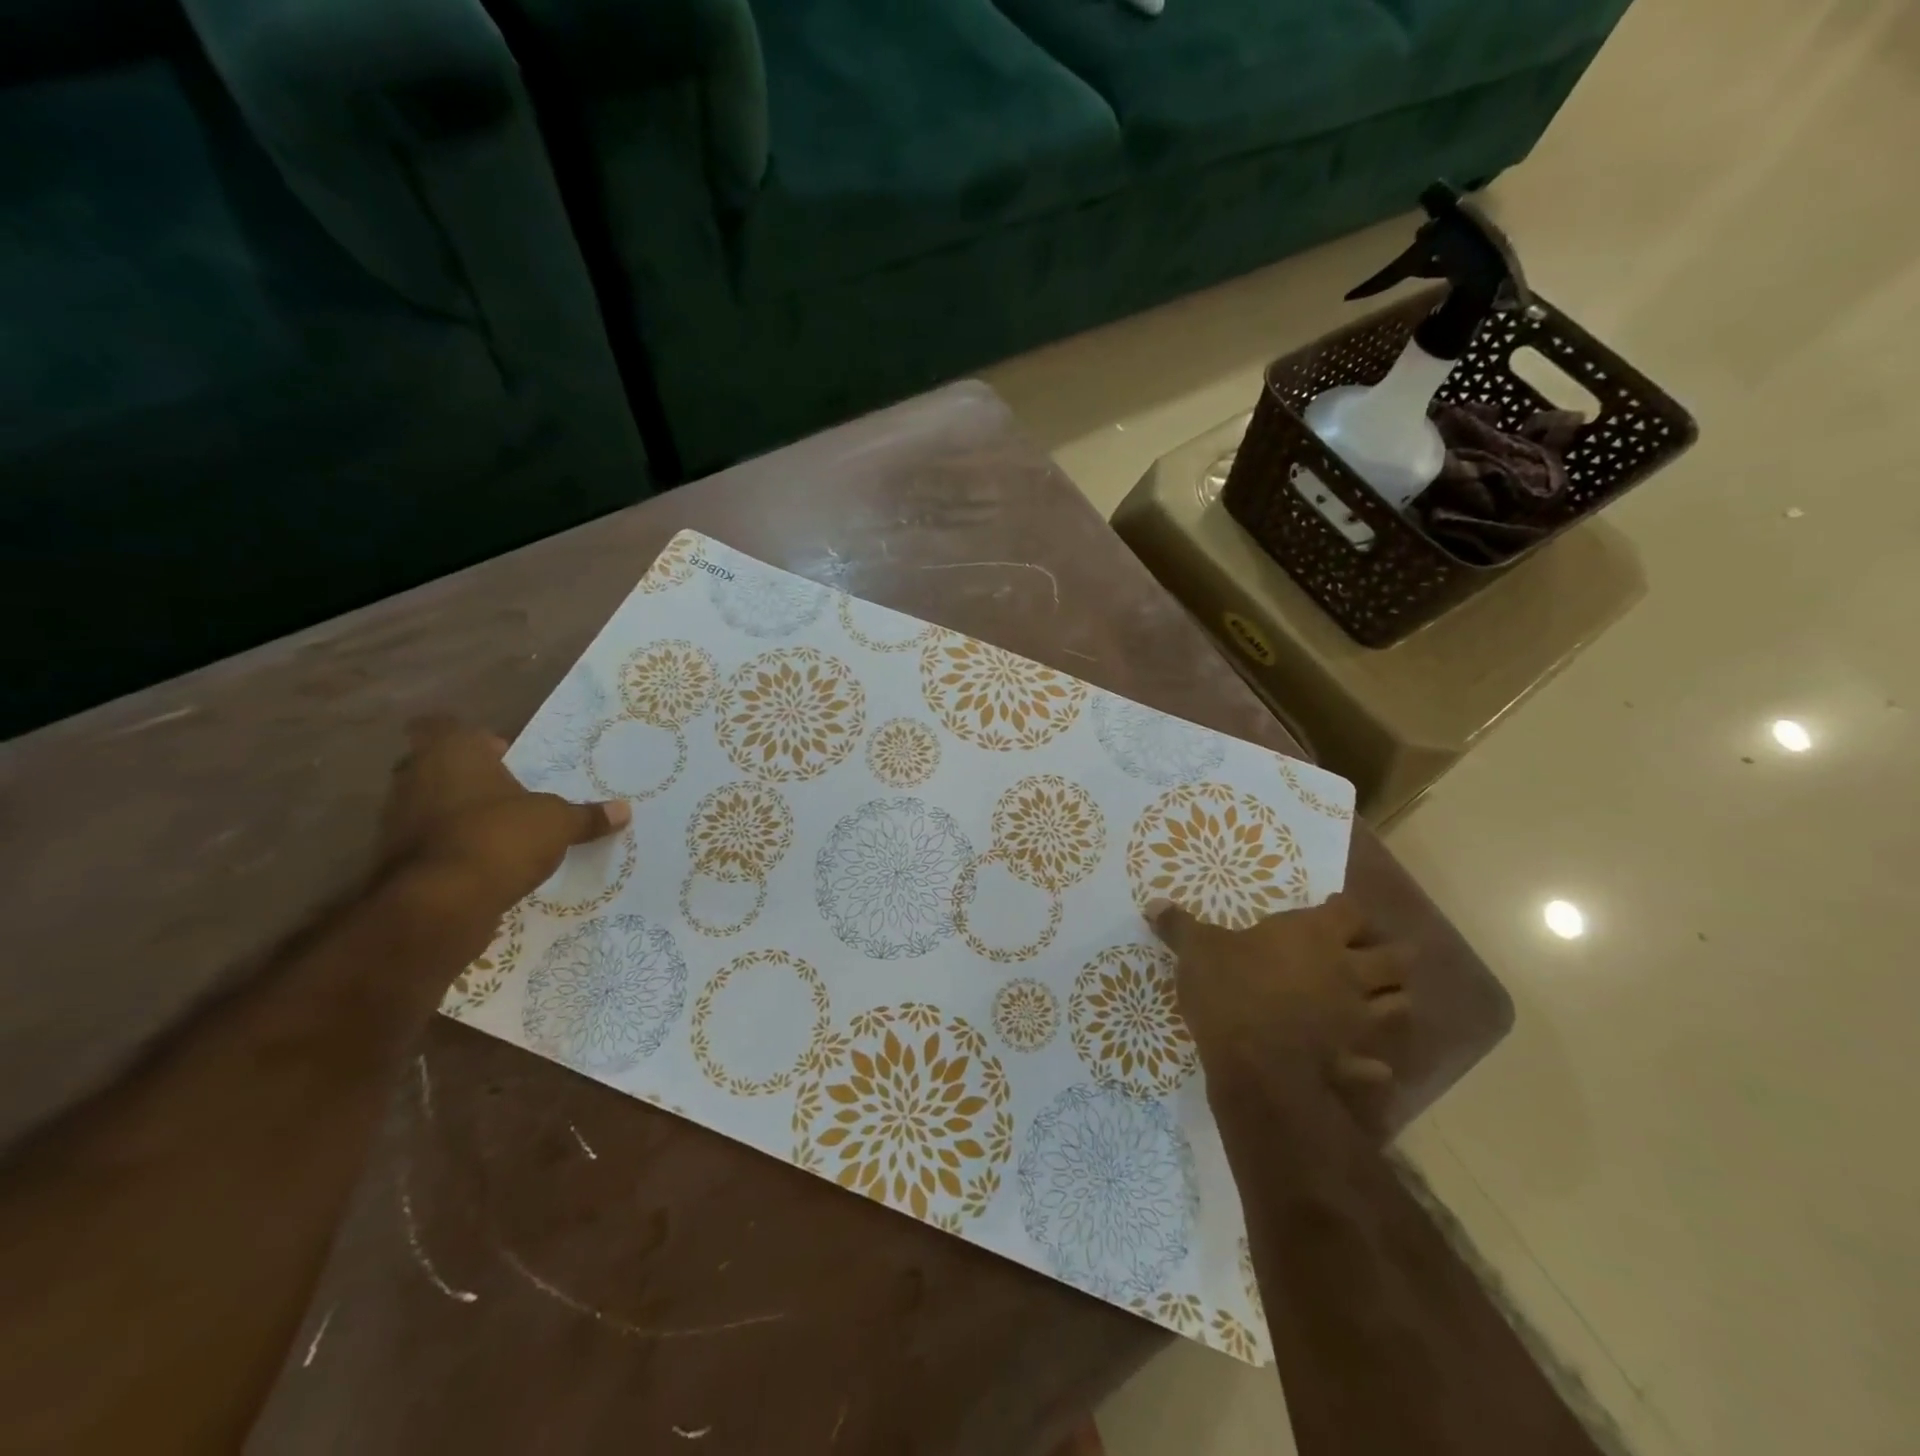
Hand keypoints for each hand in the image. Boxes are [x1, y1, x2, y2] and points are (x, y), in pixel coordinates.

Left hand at [378, 716, 630, 918]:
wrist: (441, 904)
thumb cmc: (501, 838)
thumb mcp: (558, 824)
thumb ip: (587, 816)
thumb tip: (623, 810)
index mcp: (452, 752)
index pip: (448, 726)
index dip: (476, 741)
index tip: (503, 755)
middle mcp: (415, 776)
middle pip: (439, 766)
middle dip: (470, 777)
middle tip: (510, 792)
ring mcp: (396, 819)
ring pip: (430, 804)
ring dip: (458, 814)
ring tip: (501, 830)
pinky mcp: (395, 859)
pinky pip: (428, 842)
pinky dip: (450, 848)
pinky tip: (483, 863)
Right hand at [1147, 894, 1411, 1135]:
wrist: (1253, 1063)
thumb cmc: (1229, 989)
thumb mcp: (1196, 950)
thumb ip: (1179, 926)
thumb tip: (1154, 904)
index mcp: (1314, 935)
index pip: (1350, 911)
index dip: (1344, 909)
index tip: (1331, 909)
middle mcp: (1346, 972)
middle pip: (1396, 958)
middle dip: (1388, 955)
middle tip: (1364, 955)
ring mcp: (1355, 1018)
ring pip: (1398, 1007)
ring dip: (1391, 1002)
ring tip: (1372, 1001)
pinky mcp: (1351, 1059)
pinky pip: (1374, 1064)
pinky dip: (1372, 1062)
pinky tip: (1363, 1062)